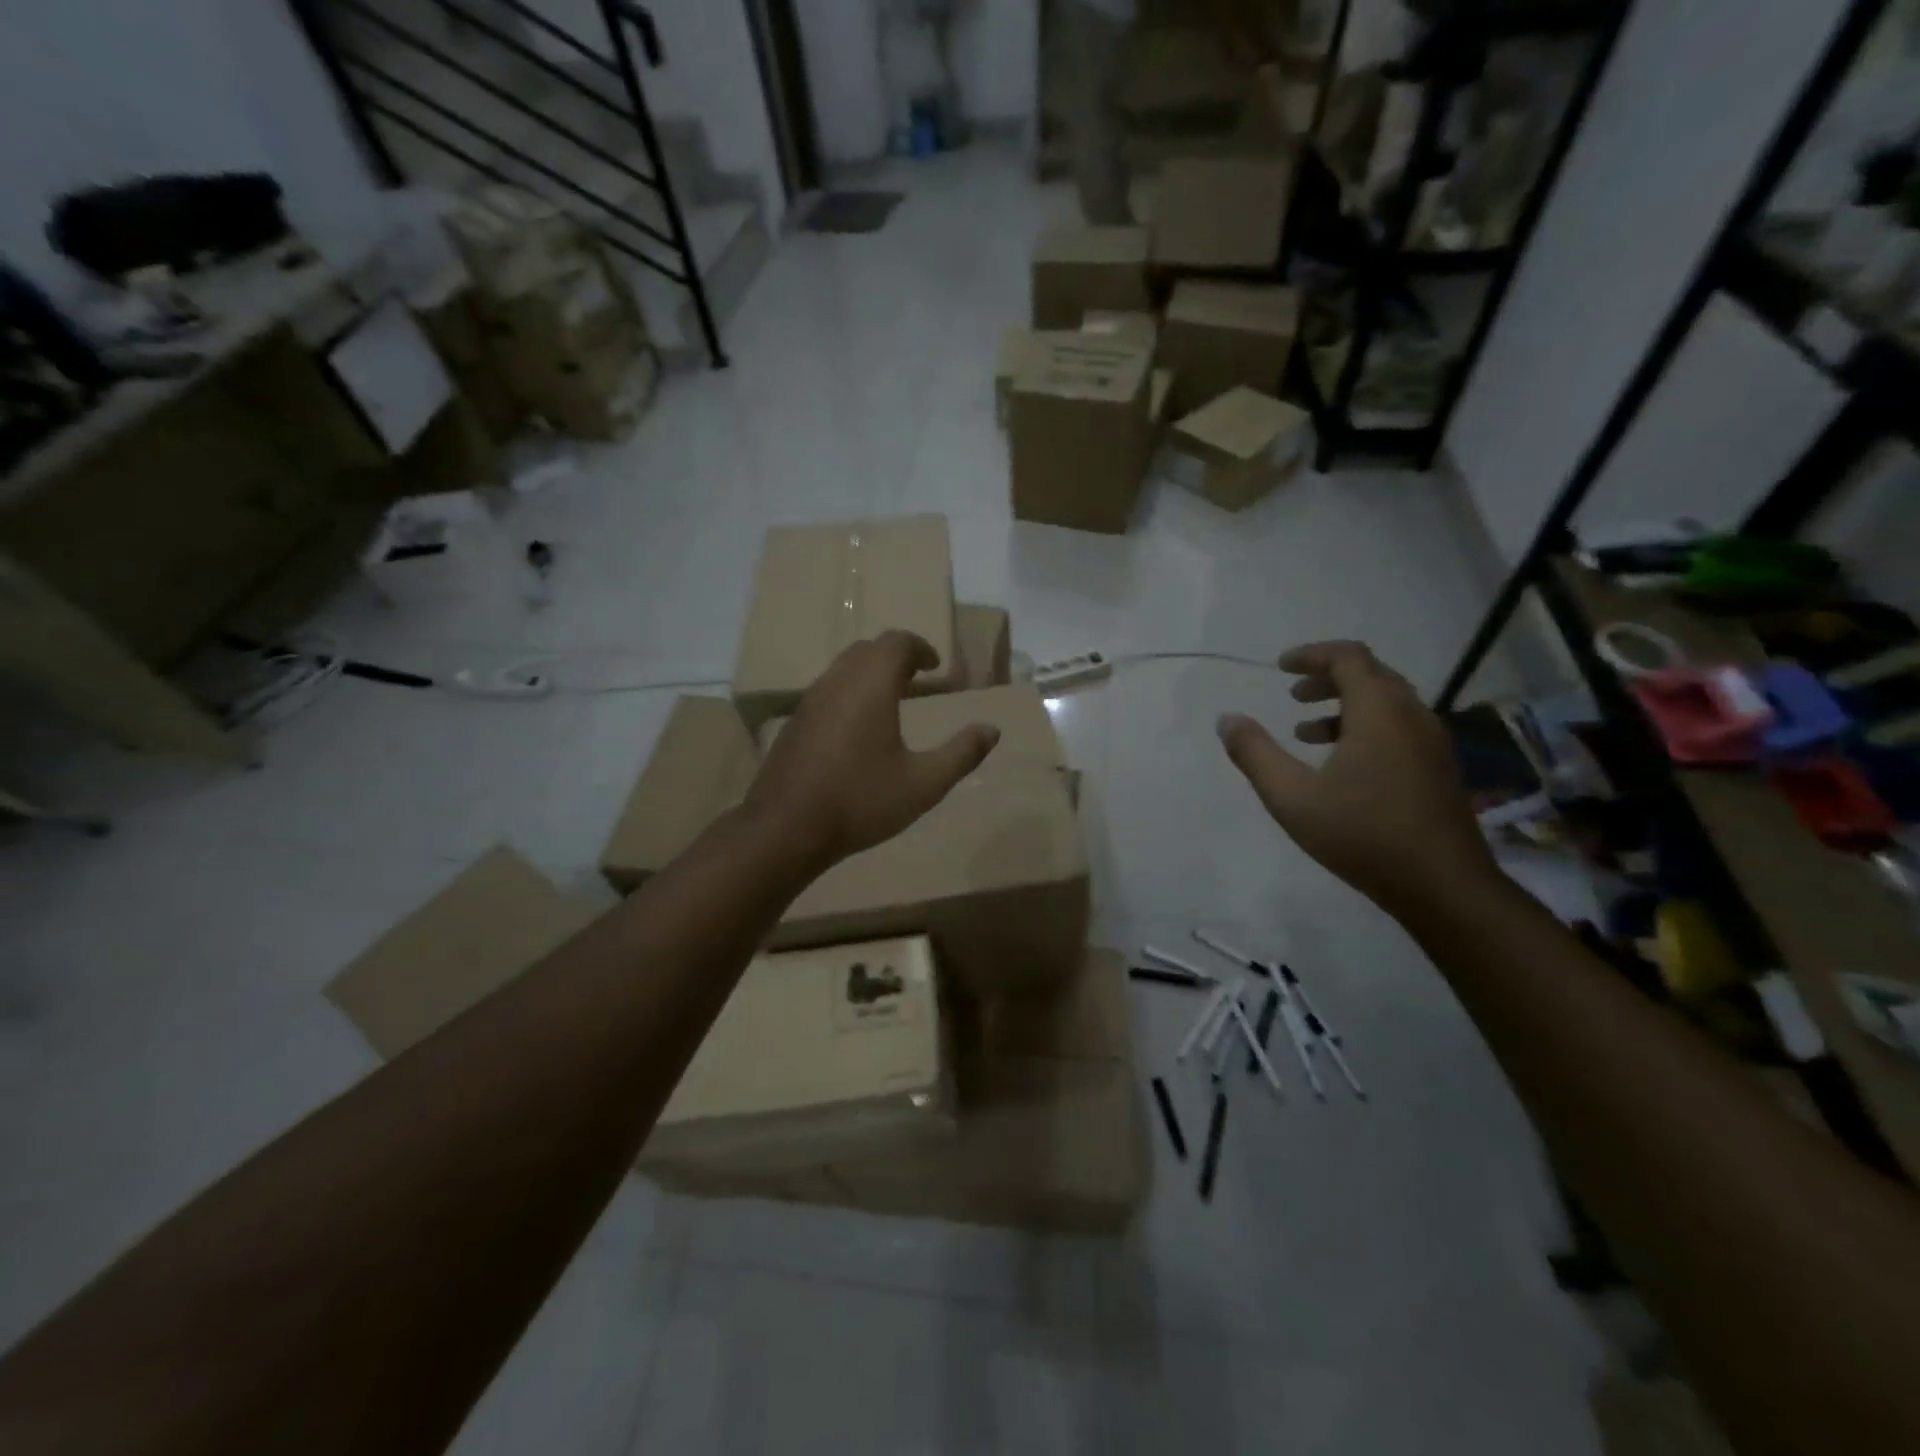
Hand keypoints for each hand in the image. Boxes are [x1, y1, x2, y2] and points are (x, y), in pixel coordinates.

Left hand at [744, 630, 1000, 867]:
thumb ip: (961, 754)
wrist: (785, 828)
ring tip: (891, 700)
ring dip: (870, 673)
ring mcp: (809, 701)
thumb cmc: (861, 801)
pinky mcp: (794, 723)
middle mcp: (837, 682)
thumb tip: (992, 730)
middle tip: (917, 677)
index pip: (896, 643)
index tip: (936, 666)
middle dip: (895, 656)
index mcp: (871, 685)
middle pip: (868, 650)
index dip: (920, 648)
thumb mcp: (923, 784)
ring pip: (843, 668)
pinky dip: (850, 692)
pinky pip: (827, 691)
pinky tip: (858, 729)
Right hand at [1217, 641, 1497, 911]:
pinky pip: (1400, 727)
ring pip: (1387, 703)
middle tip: (1292, 695)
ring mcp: (1432, 742)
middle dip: (1327, 678)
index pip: (1349, 657)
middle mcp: (1412, 715)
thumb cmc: (1362, 834)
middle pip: (1371, 674)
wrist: (1442, 886)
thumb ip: (1255, 754)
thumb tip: (1227, 720)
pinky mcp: (1439, 768)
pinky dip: (1366, 727)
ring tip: (1306, 732)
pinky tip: (1342, 765)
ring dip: (1345, 705)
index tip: (1280, 667)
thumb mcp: (1292, 796)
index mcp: (1379, 711)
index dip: (1312, 655)